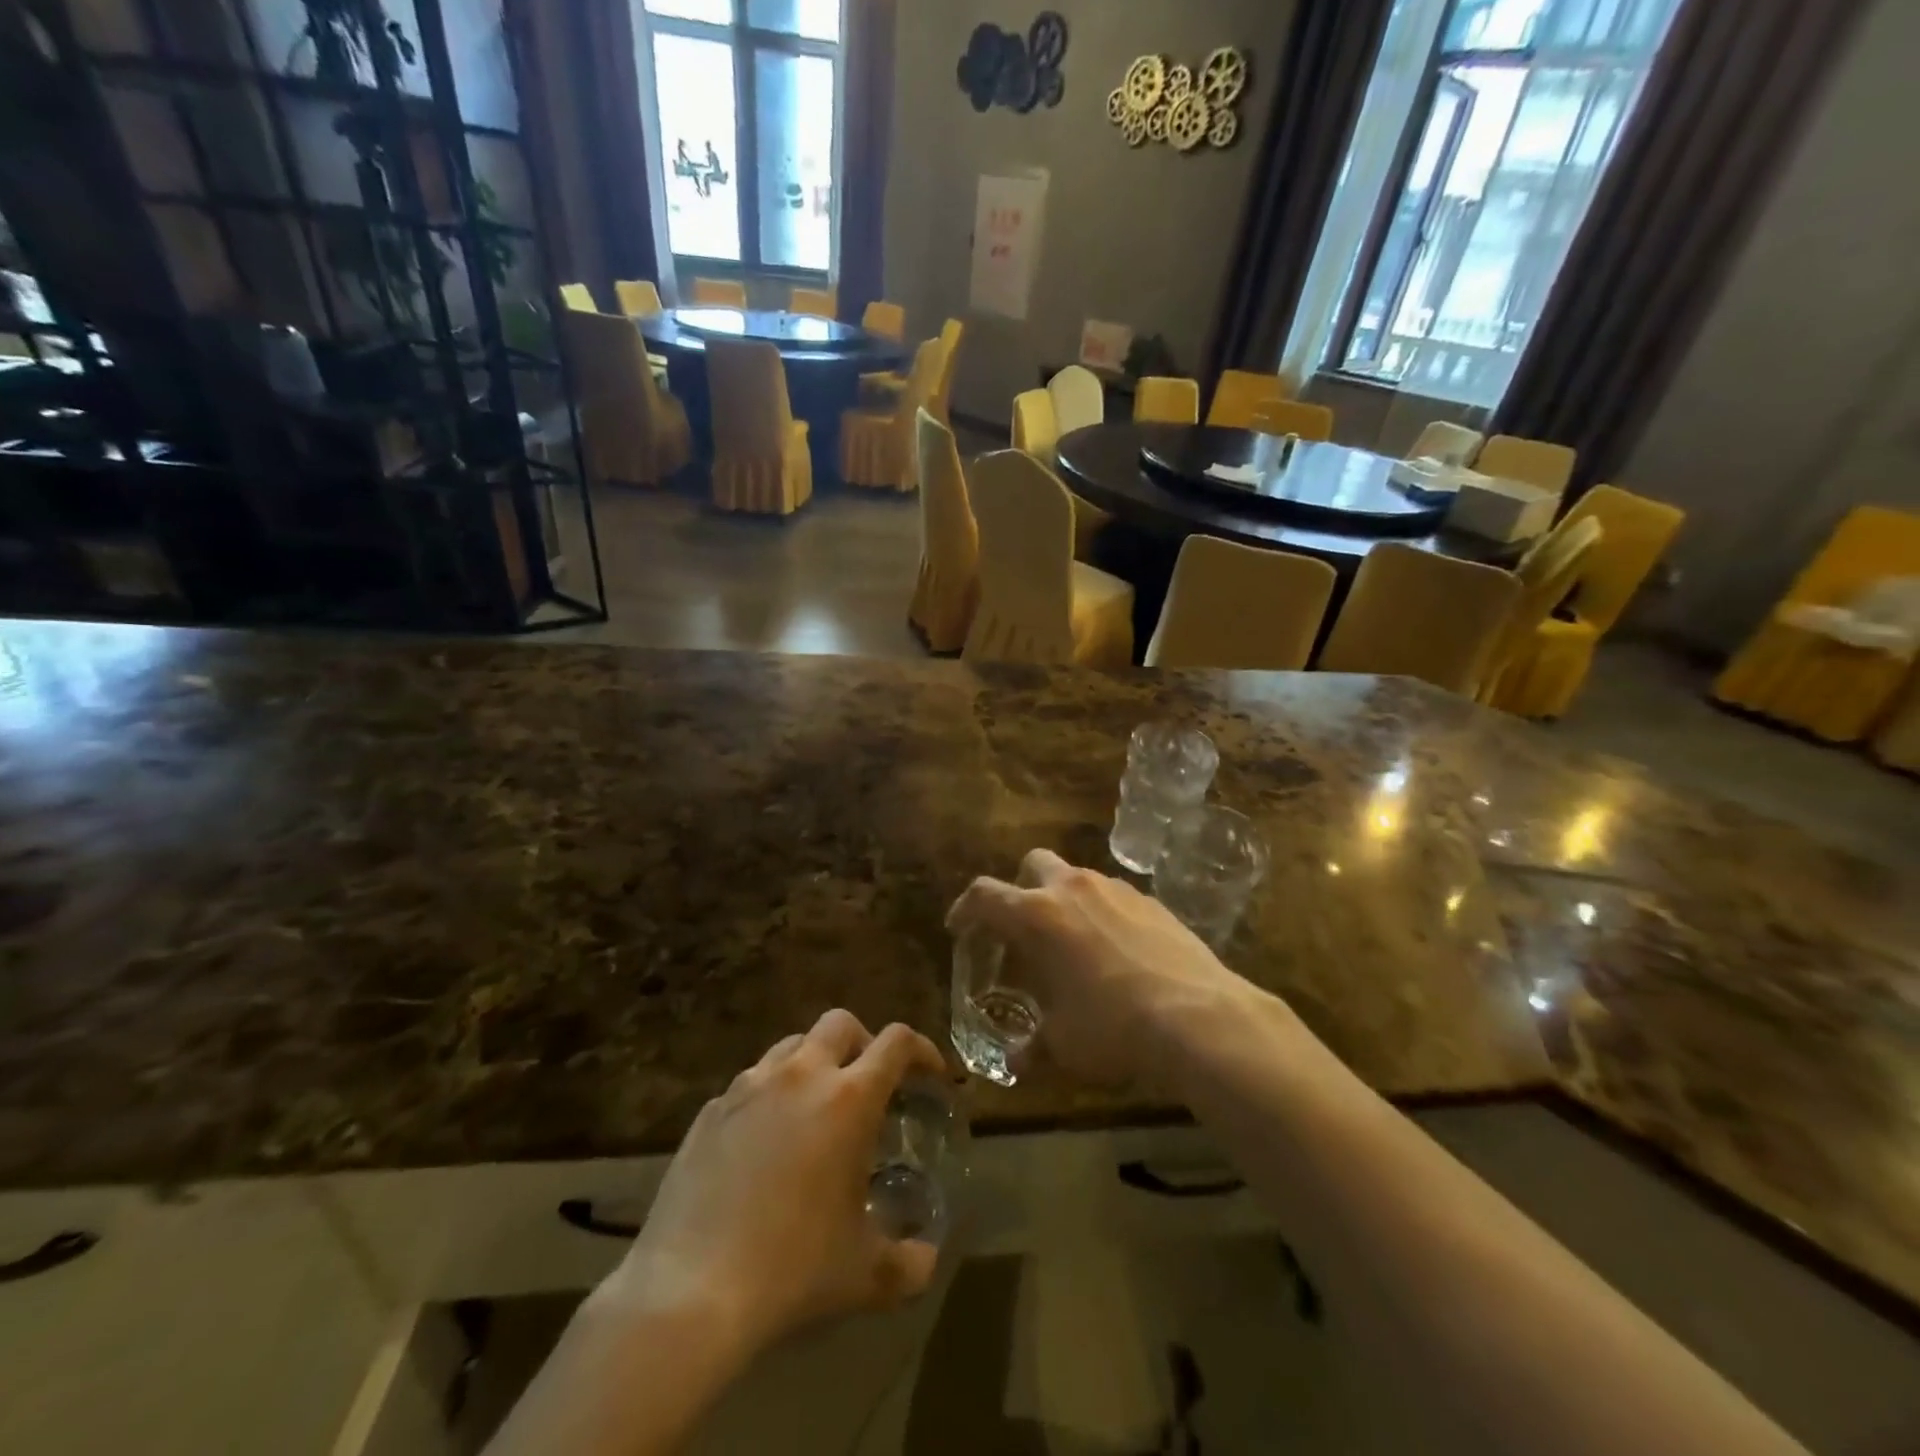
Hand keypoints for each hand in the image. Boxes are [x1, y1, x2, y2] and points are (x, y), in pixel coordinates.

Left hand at [601, 1011, 948, 1357]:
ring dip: (814, 1063)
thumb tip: (926, 1258)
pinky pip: (751, 1082)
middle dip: (864, 1043)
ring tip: (816, 1109)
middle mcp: (801, 1075)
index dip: (922, 1051)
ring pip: (792, 1045)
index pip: (897, 1042)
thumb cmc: (791, 1271)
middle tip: (870, 1085)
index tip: (931, 1075)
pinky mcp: (711, 1110)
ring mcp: (749, 1086)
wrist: (688, 1292)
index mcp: (849, 1098)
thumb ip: (910, 1263)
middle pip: (841, 1023)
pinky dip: (771, 1095)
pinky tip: (765, 1143)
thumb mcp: (865, 1275)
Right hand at [946, 849, 1260, 1086]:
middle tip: (1023, 928)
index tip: (960, 927)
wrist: (1199, 1017)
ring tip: (1074, 945)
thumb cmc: (1112, 1028)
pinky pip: (1115, 897)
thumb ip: (1032, 1048)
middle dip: (1021, 888)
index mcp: (1037, 916)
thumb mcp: (1063, 1046)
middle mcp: (1072, 889)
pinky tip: (1118, 954)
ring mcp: (1116, 890)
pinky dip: (1105, 915)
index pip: (984, 895)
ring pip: (1078, 878)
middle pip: (1033, 864)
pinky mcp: (1153, 901)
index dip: (965, 909)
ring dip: (1066, 901)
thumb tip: (1016, 1063)